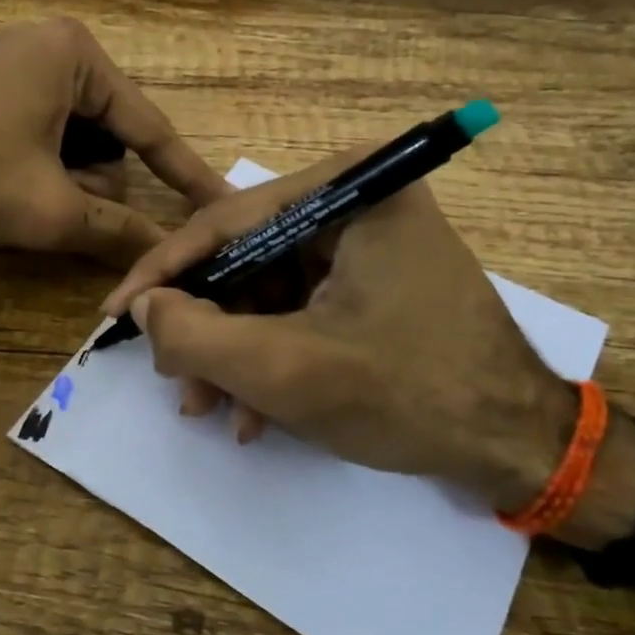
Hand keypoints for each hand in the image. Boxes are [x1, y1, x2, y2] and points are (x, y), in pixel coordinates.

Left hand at [0, 18, 228, 262]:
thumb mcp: (49, 209)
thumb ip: (117, 230)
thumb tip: (164, 254)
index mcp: (77, 56)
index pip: (150, 126)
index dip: (186, 175)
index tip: (220, 203)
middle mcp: (53, 46)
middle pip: (107, 133)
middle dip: (91, 180)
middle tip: (51, 204)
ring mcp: (18, 60)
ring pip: (73, 136)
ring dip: (63, 176)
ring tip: (20, 193)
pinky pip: (42, 127)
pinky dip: (39, 163)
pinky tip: (5, 180)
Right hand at [102, 156, 577, 510]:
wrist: (517, 446)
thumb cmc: (409, 394)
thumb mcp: (287, 370)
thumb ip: (197, 336)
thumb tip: (145, 308)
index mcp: (348, 189)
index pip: (226, 222)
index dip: (162, 273)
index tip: (116, 314)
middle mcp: (357, 198)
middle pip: (245, 258)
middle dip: (205, 327)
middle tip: (173, 379)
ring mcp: (367, 239)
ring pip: (266, 290)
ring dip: (233, 353)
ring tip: (212, 409)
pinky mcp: (373, 278)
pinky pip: (298, 308)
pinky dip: (271, 356)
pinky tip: (256, 412)